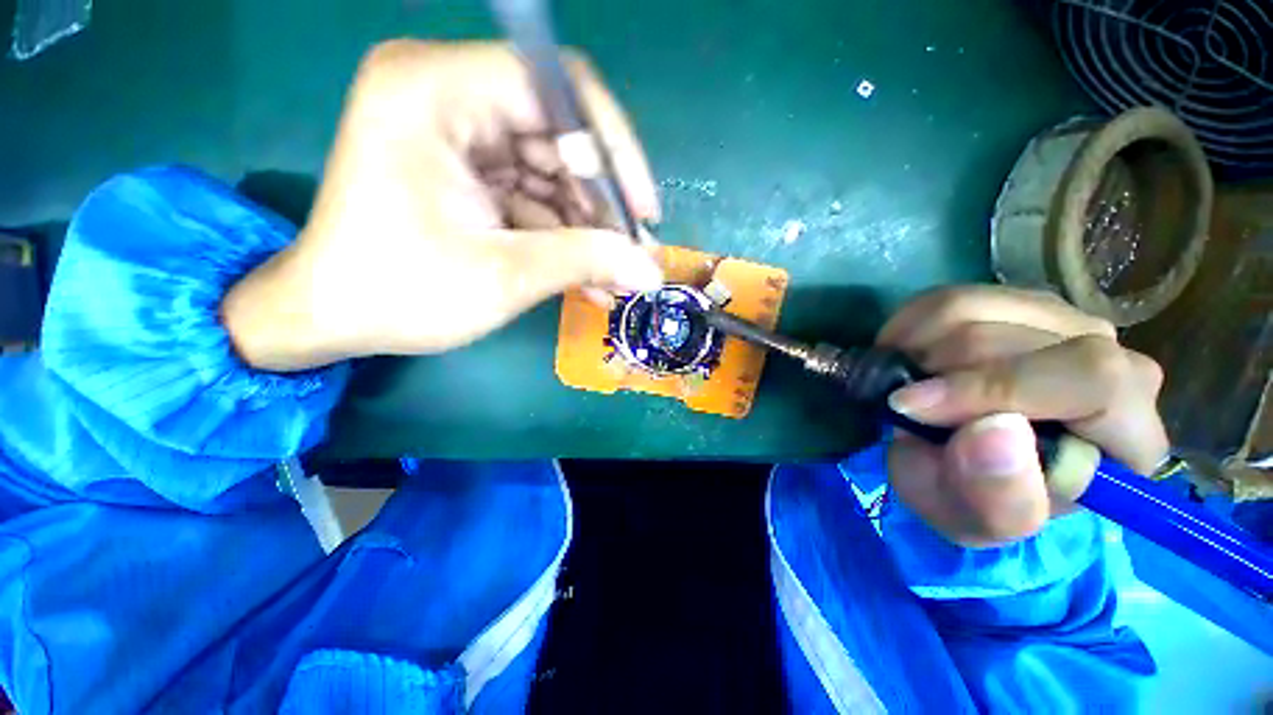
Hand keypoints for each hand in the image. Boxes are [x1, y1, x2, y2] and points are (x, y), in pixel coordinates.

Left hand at [222, 41, 662, 370]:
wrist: (335, 318)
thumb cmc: (400, 293)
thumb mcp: (503, 276)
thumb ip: (585, 261)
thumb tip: (651, 271)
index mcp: (436, 90)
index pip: (558, 88)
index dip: (613, 149)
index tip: (642, 211)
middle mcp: (449, 96)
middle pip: (561, 135)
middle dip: (603, 204)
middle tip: (633, 255)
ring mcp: (461, 137)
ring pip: (556, 174)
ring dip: (591, 229)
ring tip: (618, 277)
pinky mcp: (471, 174)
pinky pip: (537, 198)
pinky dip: (567, 237)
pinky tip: (591, 278)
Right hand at [878, 286, 1168, 547]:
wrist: (959, 464)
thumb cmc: (973, 498)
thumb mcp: (973, 521)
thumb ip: (996, 498)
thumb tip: (995, 431)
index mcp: (1127, 435)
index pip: (1093, 379)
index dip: (996, 387)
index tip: (913, 407)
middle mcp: (1114, 362)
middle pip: (1019, 339)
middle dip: (939, 373)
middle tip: (903, 404)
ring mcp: (1063, 323)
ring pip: (975, 308)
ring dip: (918, 349)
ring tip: (906, 383)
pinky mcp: (1012, 304)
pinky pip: (947, 298)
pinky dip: (909, 328)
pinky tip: (908, 358)